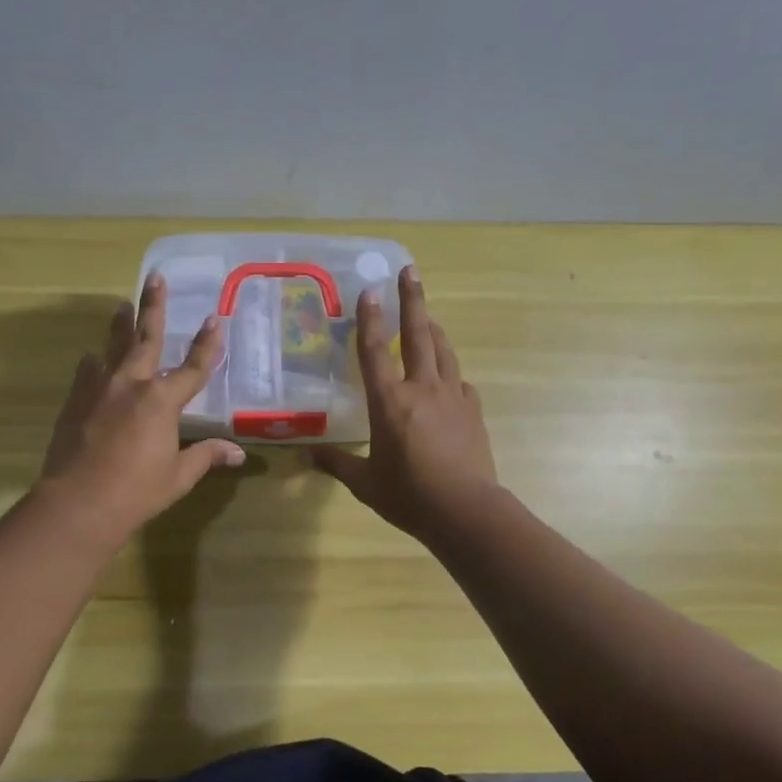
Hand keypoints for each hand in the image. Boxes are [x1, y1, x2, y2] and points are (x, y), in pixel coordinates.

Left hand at [37, 274, 245, 542]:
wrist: (78, 502)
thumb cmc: (136, 491)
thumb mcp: (178, 475)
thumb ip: (206, 456)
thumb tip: (238, 453)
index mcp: (163, 401)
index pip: (193, 366)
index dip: (207, 343)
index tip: (215, 319)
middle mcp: (132, 384)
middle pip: (147, 337)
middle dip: (153, 306)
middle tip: (155, 278)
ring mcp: (100, 388)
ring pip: (112, 346)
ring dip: (120, 325)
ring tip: (121, 305)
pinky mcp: (76, 400)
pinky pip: (88, 371)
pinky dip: (95, 362)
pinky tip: (94, 358)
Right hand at [312, 265, 498, 539]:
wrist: (466, 510)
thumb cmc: (409, 496)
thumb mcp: (365, 483)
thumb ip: (338, 464)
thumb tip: (308, 455)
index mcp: (390, 402)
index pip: (376, 351)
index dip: (370, 318)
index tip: (369, 290)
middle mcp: (421, 389)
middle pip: (418, 335)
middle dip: (412, 300)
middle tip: (411, 271)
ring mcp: (452, 397)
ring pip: (443, 351)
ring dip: (434, 328)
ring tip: (428, 315)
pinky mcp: (472, 411)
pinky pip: (459, 381)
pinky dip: (450, 371)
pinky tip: (448, 376)